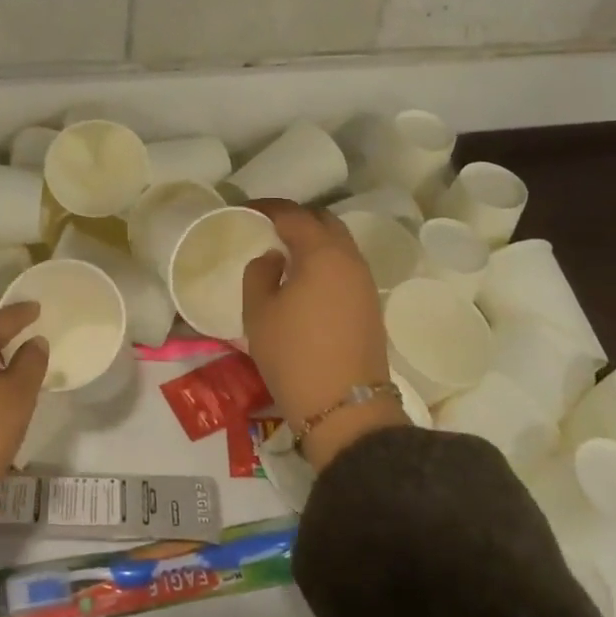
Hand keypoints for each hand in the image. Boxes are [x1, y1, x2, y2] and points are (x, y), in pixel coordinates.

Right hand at [243, 200, 405, 469]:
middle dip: (296, 218)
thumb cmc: (294, 355)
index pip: (294, 214)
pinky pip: (345, 266)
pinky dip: (325, 261)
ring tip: (285, 252)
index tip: (245, 209)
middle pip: (325, 222)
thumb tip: (274, 258)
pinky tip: (305, 278)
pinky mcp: (370, 305)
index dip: (268, 207)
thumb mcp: (259, 313)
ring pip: (339, 244)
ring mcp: (365, 282)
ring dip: (314, 240)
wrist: (345, 409)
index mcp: (322, 253)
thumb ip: (259, 273)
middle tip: (268, 227)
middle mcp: (350, 259)